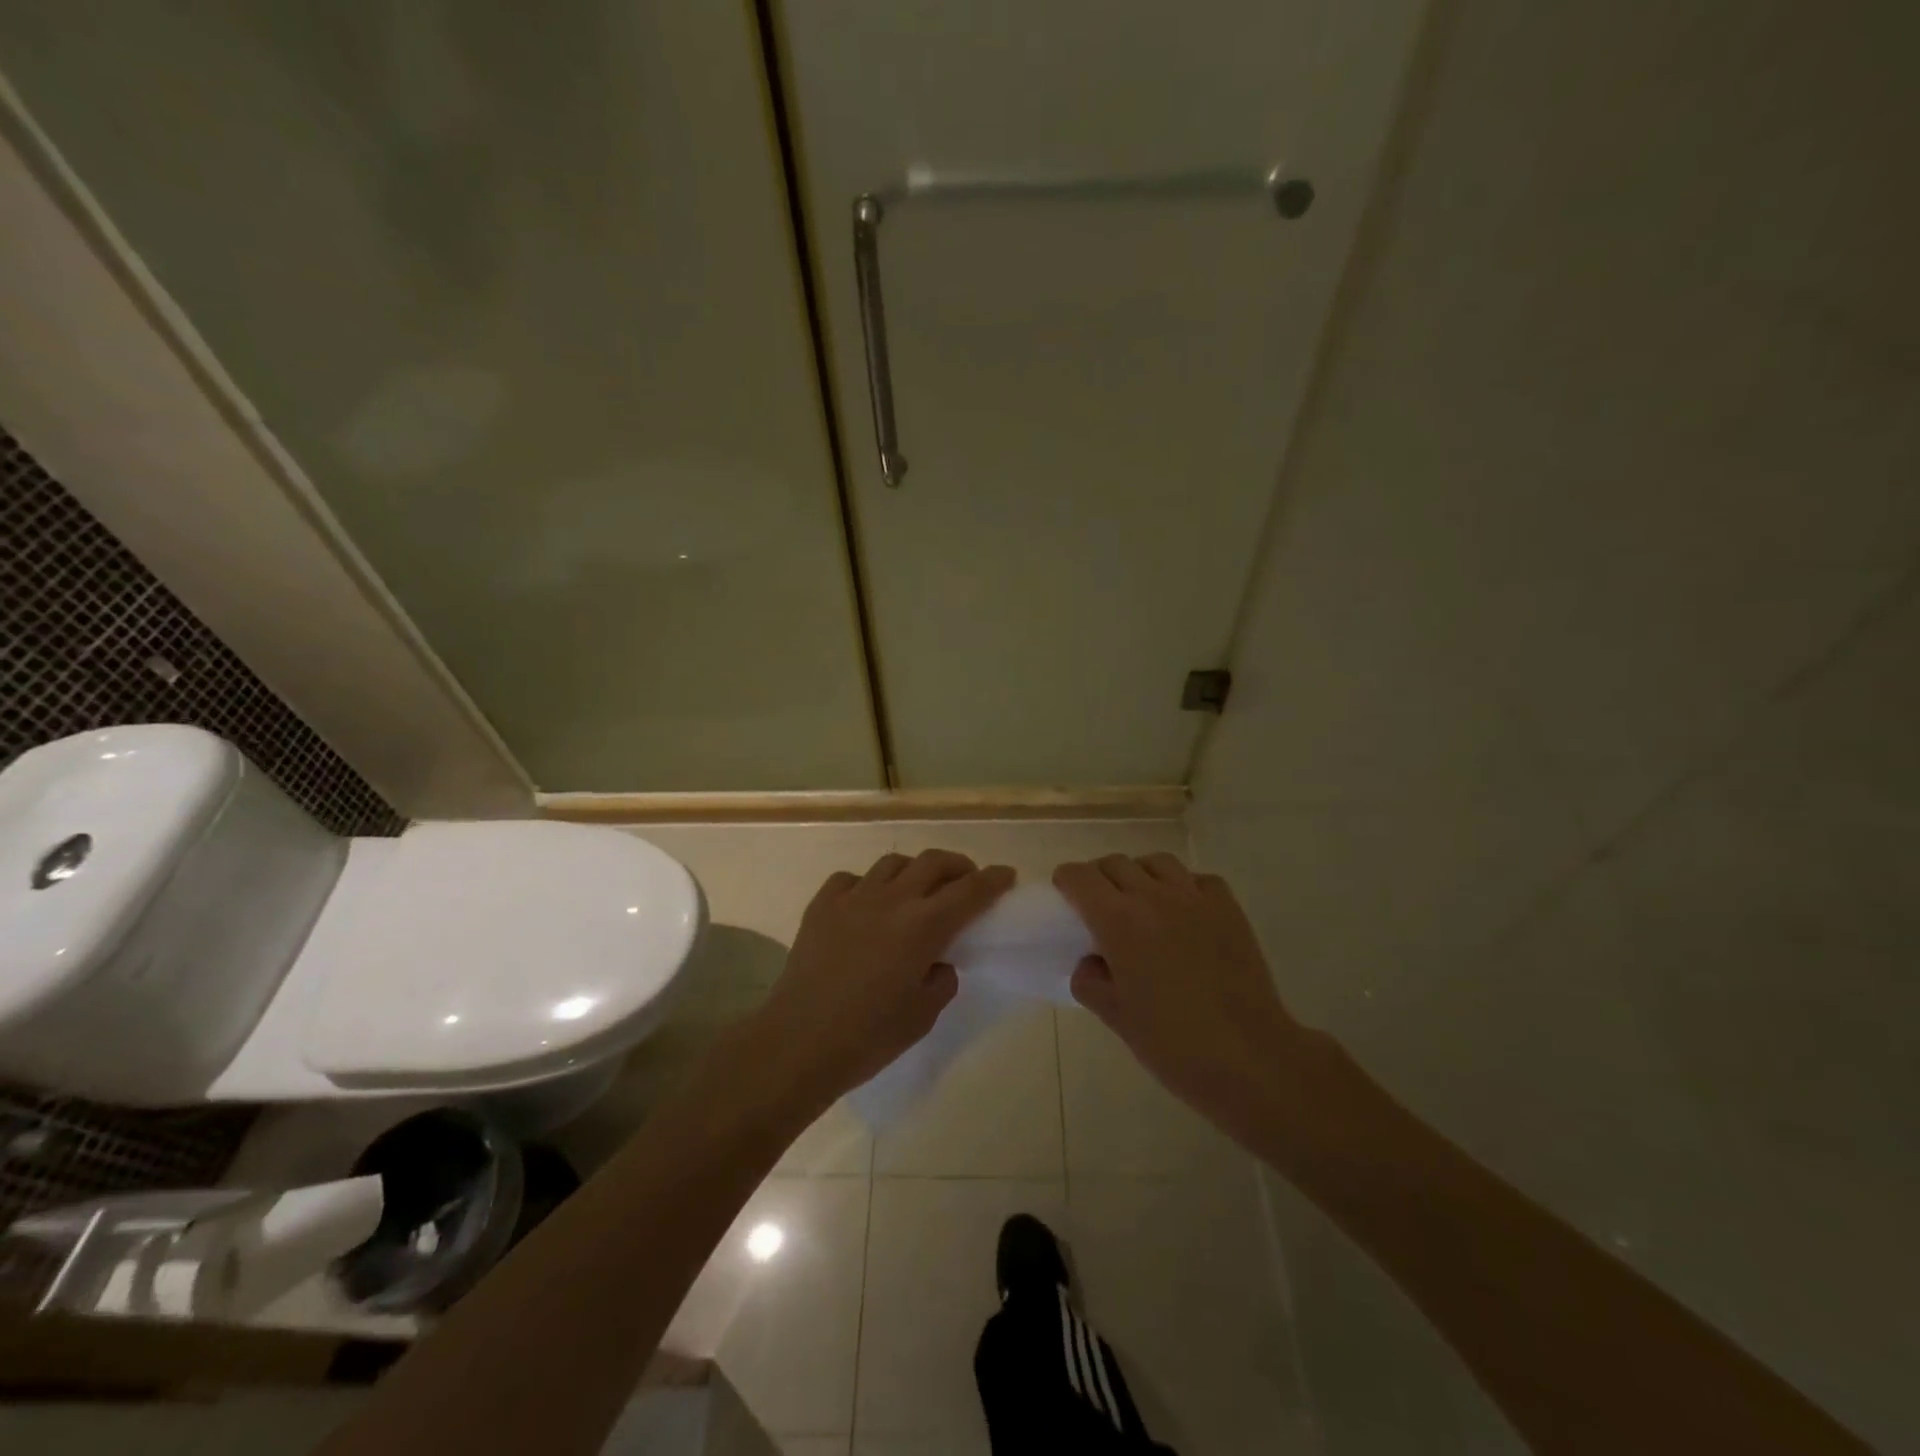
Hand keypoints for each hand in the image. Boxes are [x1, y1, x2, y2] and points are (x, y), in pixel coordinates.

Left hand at [756, 850, 1014, 1103]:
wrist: (799, 1042)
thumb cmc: (869, 1037)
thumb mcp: (923, 1015)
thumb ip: (942, 978)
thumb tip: (938, 960)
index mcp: (923, 926)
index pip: (970, 891)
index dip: (993, 880)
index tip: (1006, 875)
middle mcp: (891, 900)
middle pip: (933, 862)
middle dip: (958, 865)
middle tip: (966, 880)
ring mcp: (853, 898)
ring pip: (893, 863)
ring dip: (914, 870)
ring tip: (918, 890)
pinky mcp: (821, 905)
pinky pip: (852, 879)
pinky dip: (868, 884)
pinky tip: (868, 904)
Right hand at [1054, 854, 1301, 1128]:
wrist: (1248, 1056)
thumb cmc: (1172, 1042)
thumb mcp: (1115, 1017)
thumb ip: (1090, 981)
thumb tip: (1092, 962)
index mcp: (1117, 920)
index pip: (1080, 877)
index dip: (1067, 882)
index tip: (1066, 897)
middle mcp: (1153, 896)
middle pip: (1115, 863)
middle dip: (1100, 878)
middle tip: (1100, 907)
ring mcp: (1194, 897)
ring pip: (1156, 862)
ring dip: (1140, 875)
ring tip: (1143, 903)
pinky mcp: (1228, 907)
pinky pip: (1197, 879)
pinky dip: (1183, 887)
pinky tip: (1185, 914)